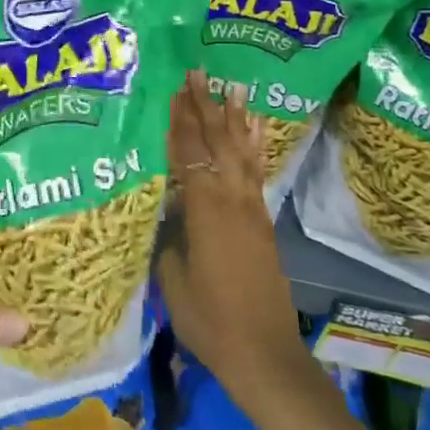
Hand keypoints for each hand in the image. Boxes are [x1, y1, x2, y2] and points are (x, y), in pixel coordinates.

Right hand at [163, 71, 311, 417]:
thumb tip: (165, 208)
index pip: (189, 156)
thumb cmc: (209, 320)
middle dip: (205, 108)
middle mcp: (233, 203)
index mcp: (206, 212)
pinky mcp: (262, 225)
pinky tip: (255, 133)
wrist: (264, 355)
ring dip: (233, 120)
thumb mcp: (172, 278)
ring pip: (241, 155)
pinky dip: (255, 149)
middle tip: (197, 74)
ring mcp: (252, 212)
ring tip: (231, 88)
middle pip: (217, 145)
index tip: (172, 90)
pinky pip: (256, 176)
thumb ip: (168, 236)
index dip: (179, 122)